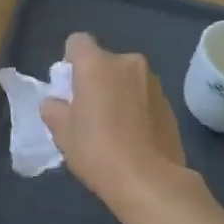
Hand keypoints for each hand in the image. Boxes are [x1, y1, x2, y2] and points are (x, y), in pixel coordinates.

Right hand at [41, 34, 186, 207]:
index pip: (77, 42)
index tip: (70, 87)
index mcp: (96, 64)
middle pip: (105, 61)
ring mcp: (153, 83)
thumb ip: (53, 109)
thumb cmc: (97, 150)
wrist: (150, 181)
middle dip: (96, 79)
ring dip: (119, 92)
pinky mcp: (170, 104)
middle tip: (89, 111)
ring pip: (127, 79)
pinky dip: (137, 108)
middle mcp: (128, 63)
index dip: (70, 60)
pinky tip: (134, 137)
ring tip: (114, 127)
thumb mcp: (62, 133)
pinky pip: (144, 97)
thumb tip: (55, 103)